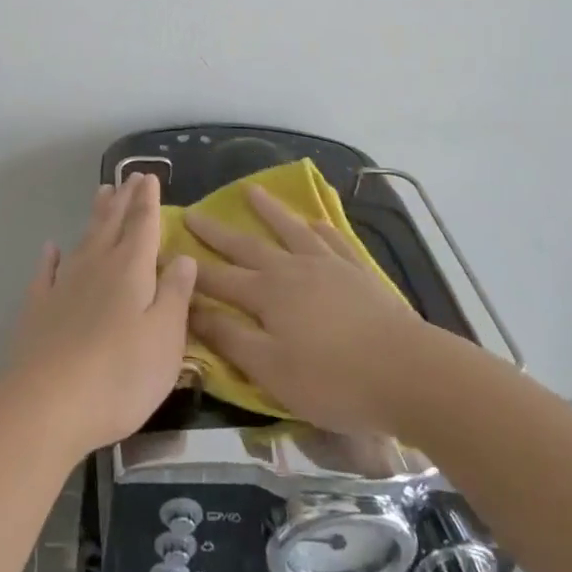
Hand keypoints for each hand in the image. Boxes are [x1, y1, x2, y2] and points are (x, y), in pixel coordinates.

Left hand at [2, 174, 196, 456]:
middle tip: (129, 176)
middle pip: (112, 225)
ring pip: (82, 240)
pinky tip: (50, 248)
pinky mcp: (37, 309)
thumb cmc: (120, 375)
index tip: (149, 176)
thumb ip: (176, 295)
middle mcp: (96, 267)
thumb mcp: (165, 339)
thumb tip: (184, 256)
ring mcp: (63, 286)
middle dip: (123, 200)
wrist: (45, 405)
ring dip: (94, 216)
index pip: (143, 225)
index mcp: (131, 270)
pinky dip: (50, 258)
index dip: (148, 200)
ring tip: (101, 194)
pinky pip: (46, 273)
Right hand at [186, 185, 429, 434]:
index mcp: (266, 294)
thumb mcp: (270, 369)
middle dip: (217, 232)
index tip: (163, 254)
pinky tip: (314, 221)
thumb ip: (229, 338)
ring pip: (290, 231)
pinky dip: (318, 227)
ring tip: (250, 191)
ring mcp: (328, 266)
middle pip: (247, 246)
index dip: (189, 269)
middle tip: (193, 212)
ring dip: (268, 211)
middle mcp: (292, 269)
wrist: (409, 373)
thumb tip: (190, 309)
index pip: (217, 279)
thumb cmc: (333, 380)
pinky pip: (333, 240)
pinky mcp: (358, 273)